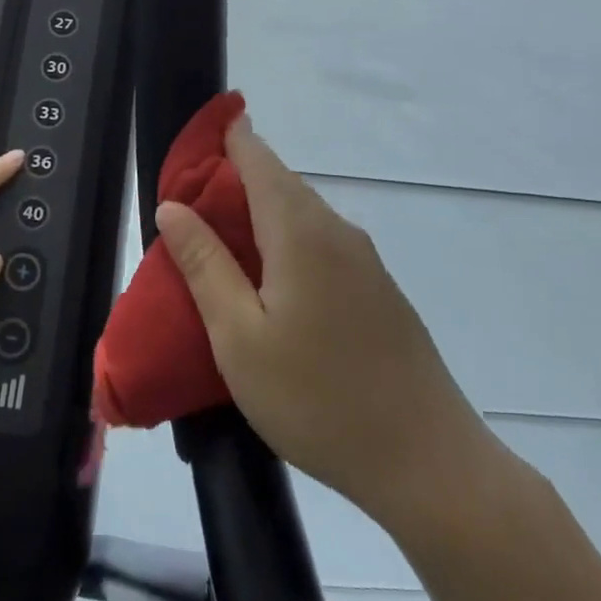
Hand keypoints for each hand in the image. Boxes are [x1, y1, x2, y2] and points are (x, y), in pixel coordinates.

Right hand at [156, 112, 511, 534]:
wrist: (427, 462)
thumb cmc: (317, 398)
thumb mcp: (239, 337)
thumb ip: (204, 264)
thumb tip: (172, 206)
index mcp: (300, 231)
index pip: (257, 157)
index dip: (225, 138)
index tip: (191, 139)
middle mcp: (337, 231)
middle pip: (280, 182)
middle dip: (233, 178)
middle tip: (187, 202)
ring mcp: (364, 261)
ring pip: (301, 214)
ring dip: (258, 212)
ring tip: (217, 239)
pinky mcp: (377, 290)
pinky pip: (321, 243)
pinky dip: (285, 240)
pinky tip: (268, 279)